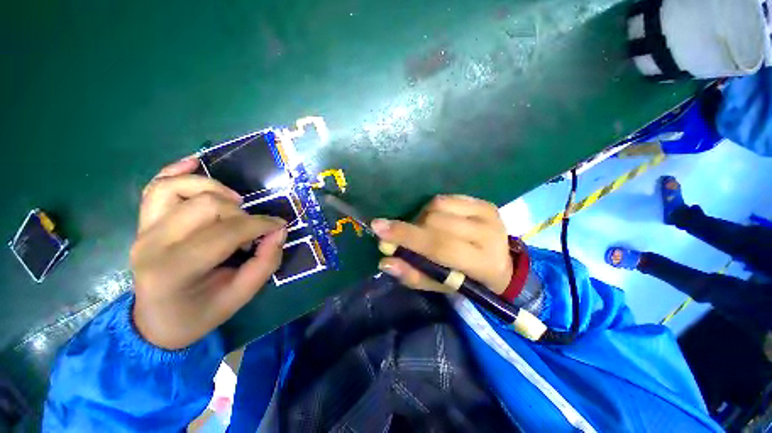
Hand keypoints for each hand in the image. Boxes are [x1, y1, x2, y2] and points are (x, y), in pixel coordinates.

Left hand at [130, 157, 286, 349]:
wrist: (157, 321)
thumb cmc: (200, 313)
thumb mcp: (241, 296)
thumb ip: (265, 262)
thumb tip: (279, 231)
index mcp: (175, 270)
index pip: (225, 231)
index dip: (260, 225)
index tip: (279, 226)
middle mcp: (152, 243)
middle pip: (207, 205)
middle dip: (242, 214)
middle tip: (253, 230)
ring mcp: (144, 229)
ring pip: (179, 188)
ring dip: (215, 189)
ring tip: (234, 203)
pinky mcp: (143, 222)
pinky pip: (156, 186)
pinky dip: (176, 170)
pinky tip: (195, 162)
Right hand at [372, 195, 512, 294]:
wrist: (501, 265)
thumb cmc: (467, 280)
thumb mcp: (440, 286)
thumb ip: (413, 274)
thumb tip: (385, 261)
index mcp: (481, 262)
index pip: (438, 245)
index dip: (407, 236)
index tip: (378, 227)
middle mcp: (488, 233)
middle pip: (435, 221)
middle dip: (412, 228)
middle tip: (405, 237)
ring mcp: (488, 213)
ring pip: (438, 205)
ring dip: (422, 217)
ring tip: (425, 230)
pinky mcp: (484, 202)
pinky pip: (446, 198)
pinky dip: (433, 208)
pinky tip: (437, 220)